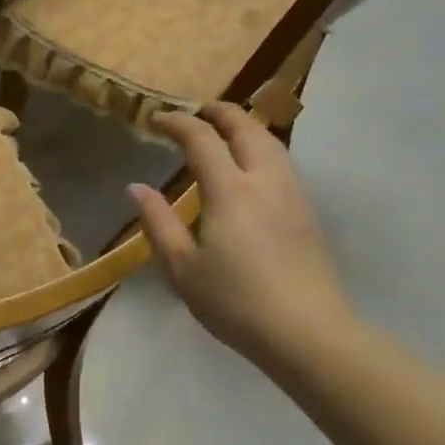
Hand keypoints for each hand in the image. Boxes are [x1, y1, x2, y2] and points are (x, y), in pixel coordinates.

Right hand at [128, 104, 354, 369]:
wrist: (307, 332)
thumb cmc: (235, 301)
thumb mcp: (182, 267)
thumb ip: (158, 222)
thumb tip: (136, 188)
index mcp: (230, 190)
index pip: (202, 139)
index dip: (178, 123)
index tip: (157, 119)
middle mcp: (265, 181)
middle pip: (246, 128)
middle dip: (219, 112)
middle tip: (196, 111)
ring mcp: (292, 195)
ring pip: (271, 143)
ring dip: (245, 127)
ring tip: (225, 131)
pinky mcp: (307, 213)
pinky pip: (282, 163)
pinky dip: (261, 149)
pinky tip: (251, 168)